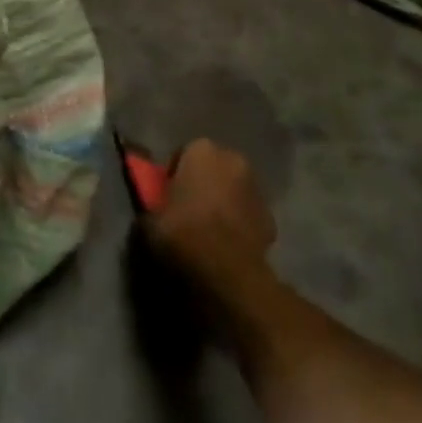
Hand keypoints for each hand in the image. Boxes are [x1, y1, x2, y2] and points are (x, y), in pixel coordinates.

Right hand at [145, 140, 276, 293]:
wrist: (228, 273)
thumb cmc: (183, 234)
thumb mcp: (150, 221)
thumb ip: (152, 207)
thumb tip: (152, 212)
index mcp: (202, 150)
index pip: (184, 154)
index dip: (174, 175)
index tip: (166, 196)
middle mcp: (233, 159)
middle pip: (213, 169)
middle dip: (203, 184)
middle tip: (186, 210)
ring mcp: (257, 189)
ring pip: (233, 190)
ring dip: (223, 203)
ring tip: (207, 231)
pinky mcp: (271, 219)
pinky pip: (247, 215)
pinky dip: (239, 225)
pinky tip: (226, 246)